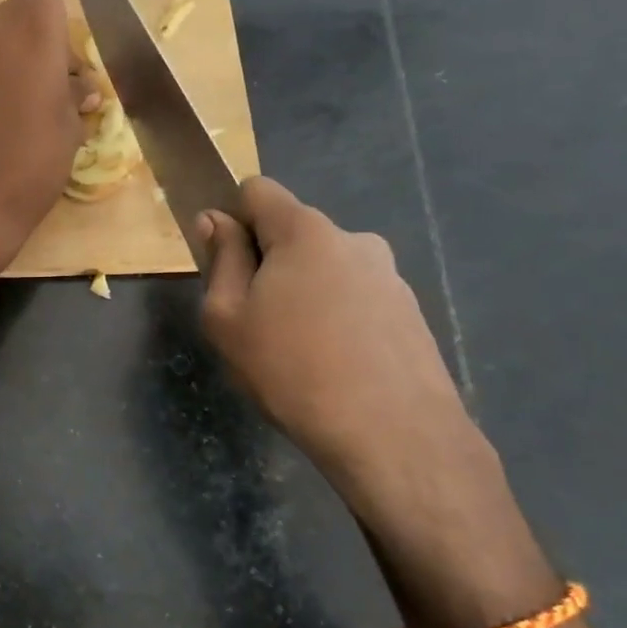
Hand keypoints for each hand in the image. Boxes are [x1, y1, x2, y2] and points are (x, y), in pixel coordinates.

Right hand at [197, 177, 495, 529]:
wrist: (394, 437)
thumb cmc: (292, 370)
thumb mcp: (227, 318)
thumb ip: (220, 260)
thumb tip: (215, 220)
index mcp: (305, 231)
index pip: (257, 190)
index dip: (232, 217)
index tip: (224, 264)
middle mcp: (353, 239)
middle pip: (292, 233)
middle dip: (267, 264)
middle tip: (254, 322)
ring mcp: (389, 276)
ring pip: (325, 269)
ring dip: (304, 294)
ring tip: (298, 354)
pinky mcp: (411, 313)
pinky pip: (356, 301)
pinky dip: (337, 320)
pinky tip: (335, 368)